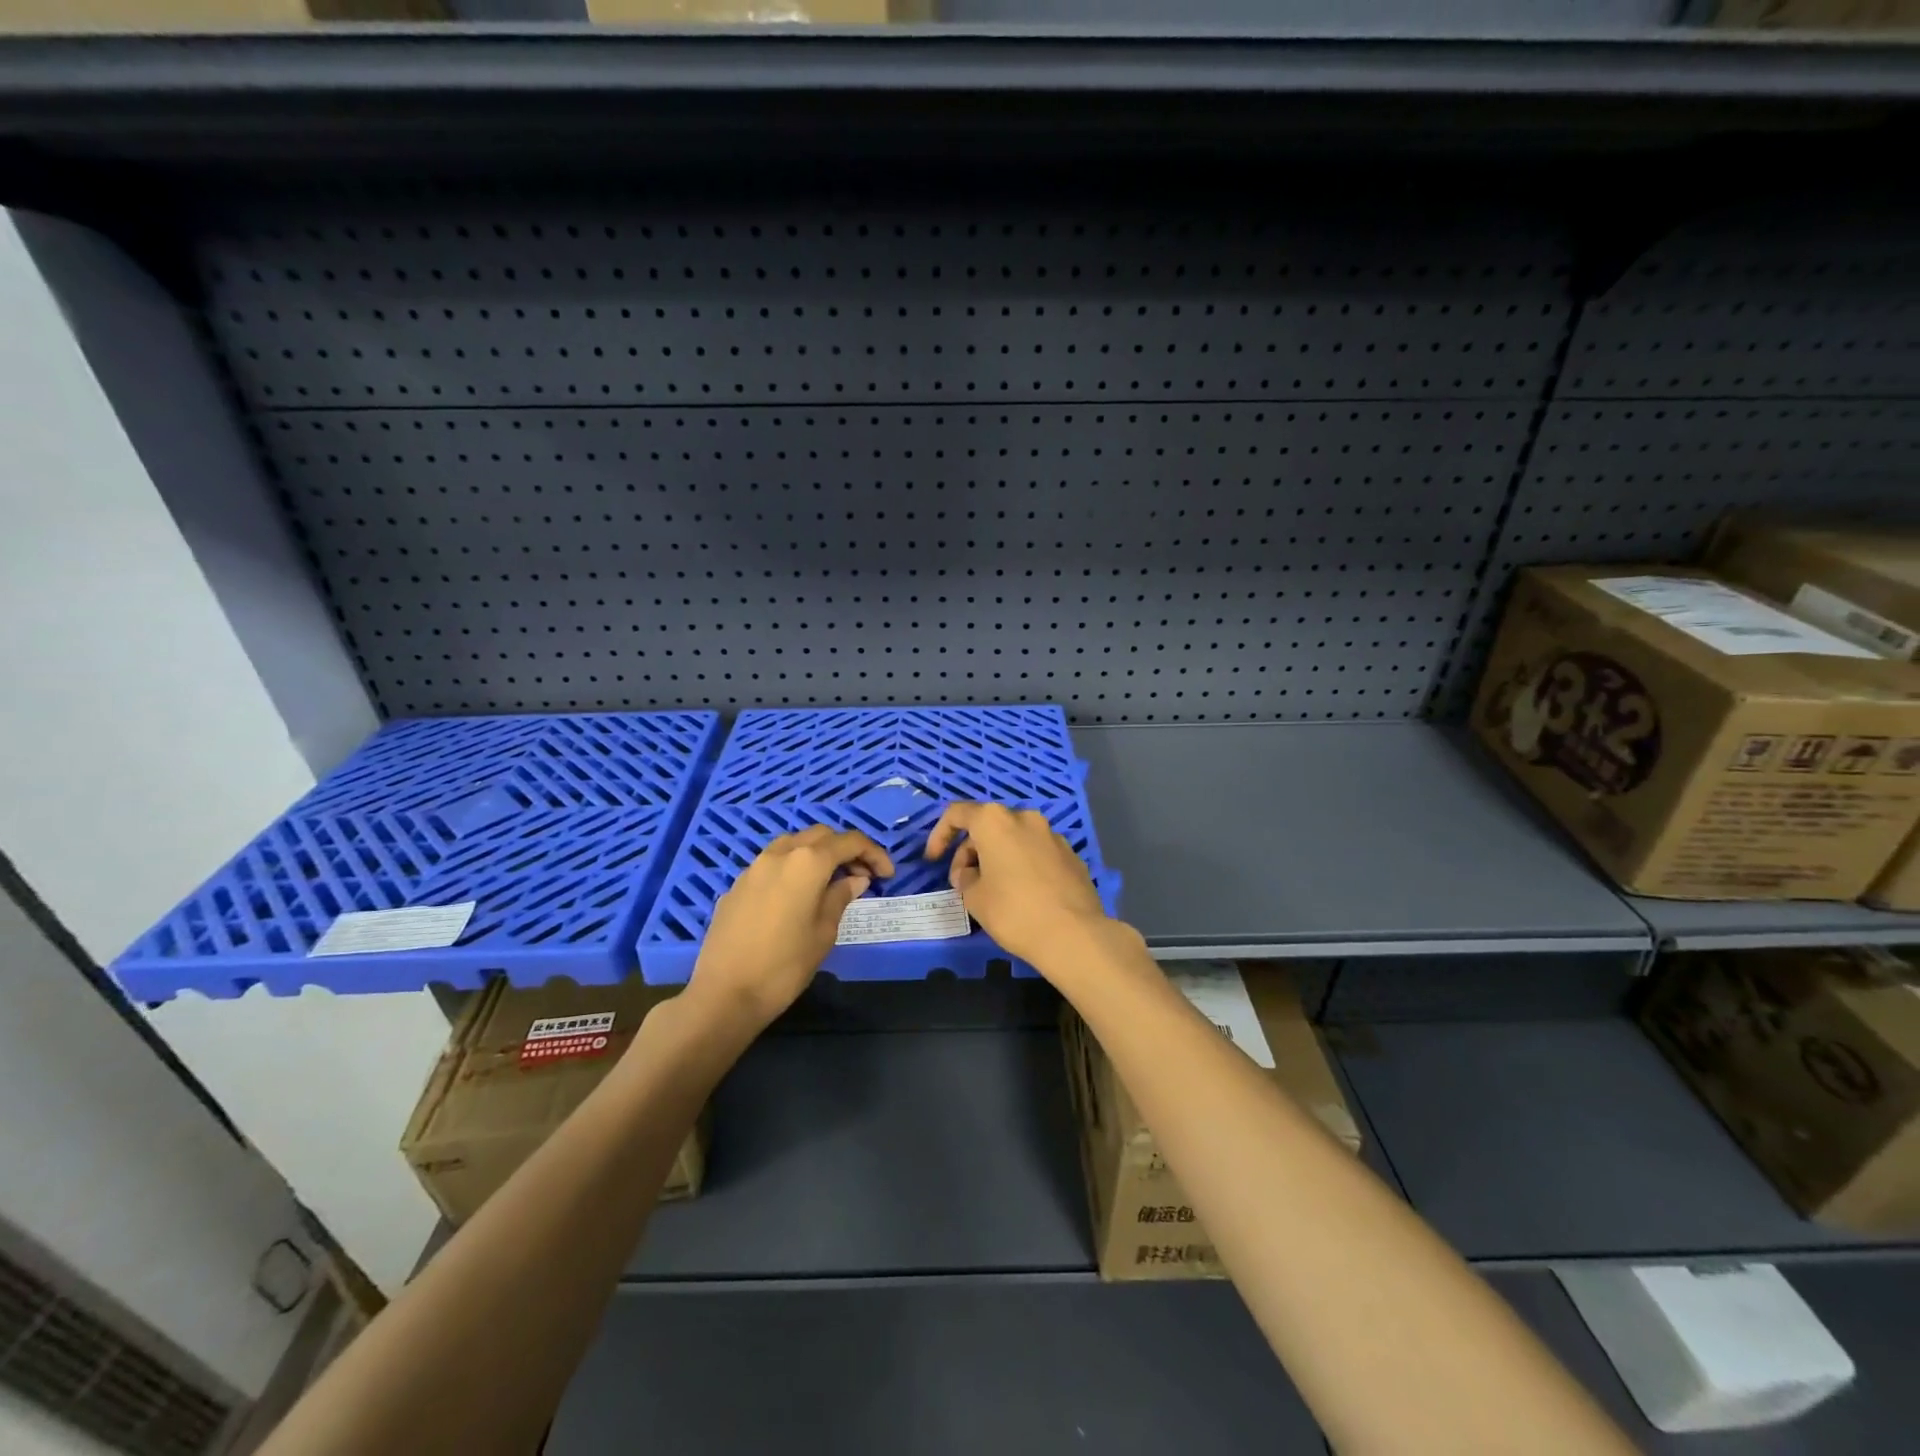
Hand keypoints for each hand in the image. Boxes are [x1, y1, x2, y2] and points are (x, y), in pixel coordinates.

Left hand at [688, 826, 893, 1029]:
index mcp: (807, 863)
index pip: (849, 842)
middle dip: (845, 849)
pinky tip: (797, 896)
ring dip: (817, 854)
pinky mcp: (737, 885)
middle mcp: (780, 854)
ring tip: (830, 882)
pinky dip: (793, 868)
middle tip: (862, 877)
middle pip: (821, 836)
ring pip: (793, 844)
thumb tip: (855, 880)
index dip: (873, 853)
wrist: (724, 994)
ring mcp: (754, 867)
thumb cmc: (784, 966)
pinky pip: (772, 864)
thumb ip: (840, 898)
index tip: (887, 874)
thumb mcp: (824, 933)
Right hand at [925, 803, 1112, 969]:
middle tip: (965, 883)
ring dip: (997, 857)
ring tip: (993, 890)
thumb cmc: (1013, 911)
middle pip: (987, 825)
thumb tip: (970, 873)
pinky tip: (1023, 895)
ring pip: (1014, 838)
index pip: (957, 814)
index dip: (940, 835)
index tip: (934, 860)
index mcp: (995, 821)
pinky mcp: (1071, 854)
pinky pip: (1036, 852)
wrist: (1073, 934)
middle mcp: (1025, 818)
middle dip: (971, 850)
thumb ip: (964, 877)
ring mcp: (1052, 834)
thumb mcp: (973, 897)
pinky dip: (1022, 865)